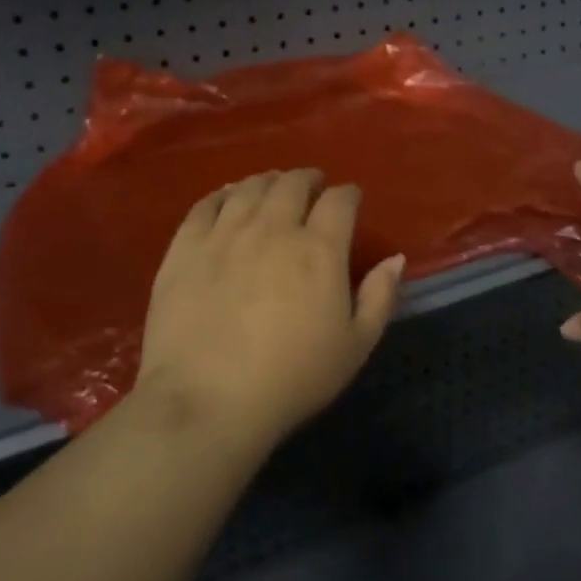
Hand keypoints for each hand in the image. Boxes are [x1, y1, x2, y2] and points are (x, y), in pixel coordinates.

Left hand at [134, 169, 406, 447]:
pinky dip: (223, 194)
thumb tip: (395, 258)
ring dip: (268, 181)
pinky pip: (206, 205)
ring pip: (250, 188)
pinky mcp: (185, 247)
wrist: (207, 401)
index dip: (348, 194)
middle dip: (308, 180)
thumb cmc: (292, 379)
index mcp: (319, 248)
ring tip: (273, 186)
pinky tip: (228, 197)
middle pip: (293, 184)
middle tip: (312, 186)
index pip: (340, 200)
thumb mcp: (355, 347)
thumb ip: (380, 297)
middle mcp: (273, 228)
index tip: (350, 199)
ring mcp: (225, 234)